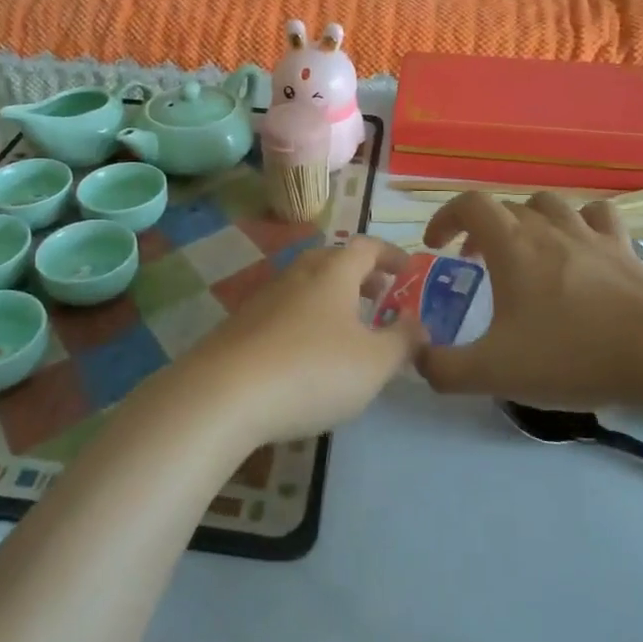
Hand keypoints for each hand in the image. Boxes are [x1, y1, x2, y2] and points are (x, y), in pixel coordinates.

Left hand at [174, 237, 426, 444]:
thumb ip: (403, 341)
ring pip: (305, 285)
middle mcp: (297, 275)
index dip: (390, 254)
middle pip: (332, 260)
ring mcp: (263, 298)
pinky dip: (305, 320)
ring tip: (347, 327)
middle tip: (378, 296)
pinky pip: (283, 311)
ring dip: (331, 298)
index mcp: (333, 273)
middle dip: (360, 275)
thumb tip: (418, 324)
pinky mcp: (240, 326)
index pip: (366, 247)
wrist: (224, 394)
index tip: (407, 269)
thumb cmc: (312, 370)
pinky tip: (306, 353)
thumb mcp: (374, 363)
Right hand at [419, 192, 642, 416]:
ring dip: (528, 220)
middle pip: (506, 207)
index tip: (436, 246)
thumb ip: (445, 369)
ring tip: (526, 250)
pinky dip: (581, 223)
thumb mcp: (495, 372)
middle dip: (481, 229)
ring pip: (550, 205)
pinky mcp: (625, 250)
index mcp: (512, 245)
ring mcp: (591, 235)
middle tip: (475, 263)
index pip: (469, 205)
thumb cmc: (572, 353)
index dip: (445, 218)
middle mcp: (548, 228)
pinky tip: (581, 247)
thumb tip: (418, 361)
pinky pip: (598, 218)